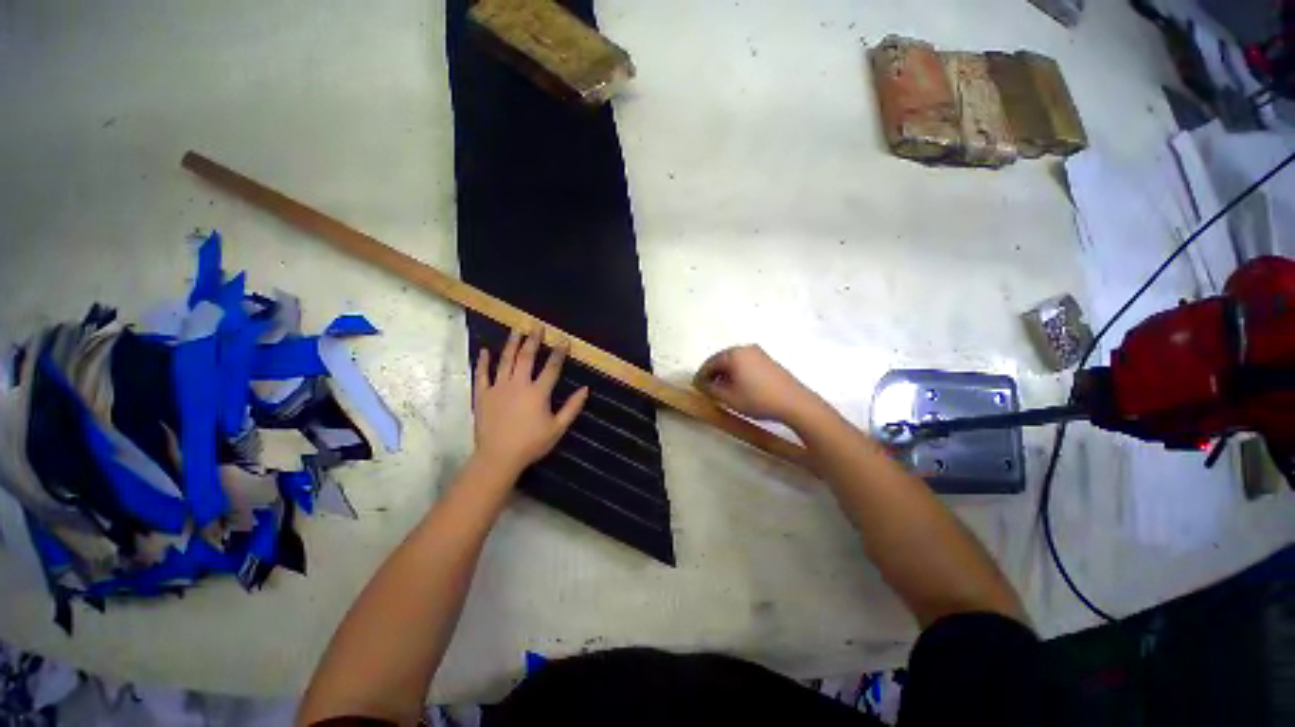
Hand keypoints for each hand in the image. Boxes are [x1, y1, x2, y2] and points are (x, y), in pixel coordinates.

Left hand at [473, 328, 588, 477]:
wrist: (498, 457)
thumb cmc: (531, 444)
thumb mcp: (558, 428)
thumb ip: (572, 407)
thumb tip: (586, 389)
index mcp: (538, 392)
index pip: (551, 367)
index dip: (559, 352)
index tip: (563, 340)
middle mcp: (518, 384)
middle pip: (527, 357)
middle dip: (533, 340)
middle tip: (536, 326)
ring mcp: (498, 388)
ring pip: (505, 361)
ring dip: (511, 344)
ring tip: (516, 330)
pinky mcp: (482, 395)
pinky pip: (482, 374)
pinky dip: (483, 361)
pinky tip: (485, 350)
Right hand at [694, 345, 820, 423]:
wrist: (794, 402)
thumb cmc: (758, 399)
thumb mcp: (729, 398)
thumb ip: (711, 389)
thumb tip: (703, 384)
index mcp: (733, 354)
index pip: (709, 363)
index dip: (701, 376)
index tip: (695, 387)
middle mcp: (744, 348)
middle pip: (721, 359)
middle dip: (712, 373)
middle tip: (707, 388)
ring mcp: (758, 353)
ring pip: (734, 361)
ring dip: (725, 373)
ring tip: (721, 389)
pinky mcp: (768, 360)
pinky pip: (745, 363)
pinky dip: (737, 372)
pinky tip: (738, 385)